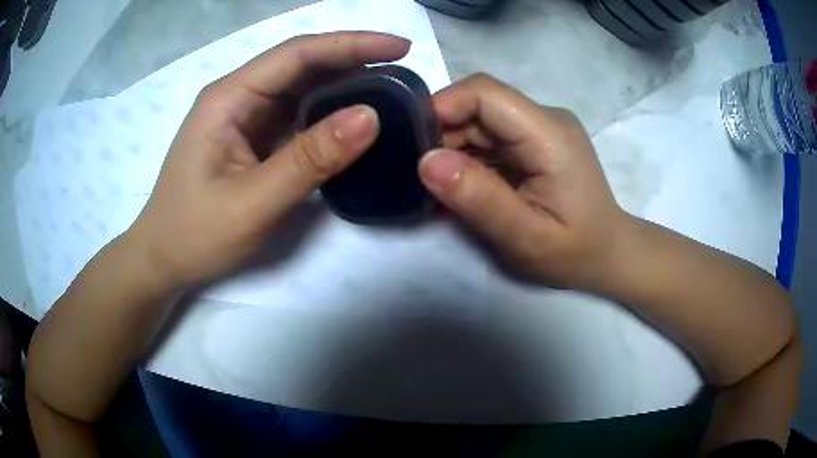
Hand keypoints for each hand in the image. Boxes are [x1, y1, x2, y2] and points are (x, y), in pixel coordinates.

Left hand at [128, 32, 409, 285]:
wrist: (165, 260)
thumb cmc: (194, 234)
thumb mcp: (252, 202)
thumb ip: (309, 159)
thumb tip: (370, 117)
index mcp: (229, 98)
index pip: (296, 54)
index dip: (350, 45)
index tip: (399, 47)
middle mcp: (239, 97)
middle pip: (301, 65)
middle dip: (353, 61)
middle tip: (403, 71)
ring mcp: (246, 118)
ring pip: (302, 90)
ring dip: (344, 87)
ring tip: (390, 92)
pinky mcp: (253, 140)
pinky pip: (297, 118)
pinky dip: (329, 117)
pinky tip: (355, 122)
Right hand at [419, 74, 627, 289]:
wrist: (609, 254)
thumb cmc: (576, 252)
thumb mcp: (527, 237)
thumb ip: (481, 200)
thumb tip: (426, 162)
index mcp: (549, 134)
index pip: (485, 92)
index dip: (442, 107)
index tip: (413, 145)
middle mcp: (545, 119)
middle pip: (478, 106)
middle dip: (443, 136)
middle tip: (422, 179)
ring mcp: (541, 128)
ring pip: (480, 122)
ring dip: (453, 150)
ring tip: (439, 189)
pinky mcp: (535, 141)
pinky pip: (490, 138)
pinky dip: (469, 159)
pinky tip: (462, 188)